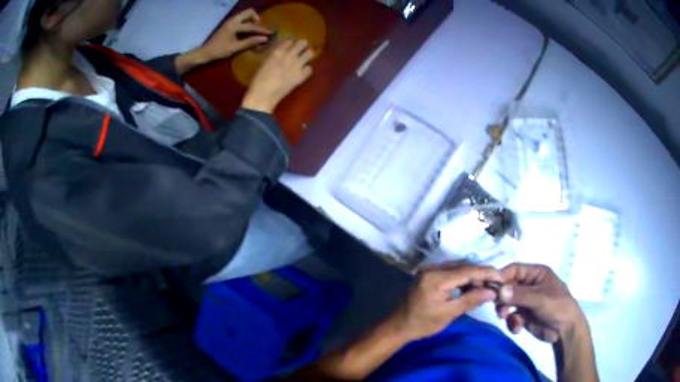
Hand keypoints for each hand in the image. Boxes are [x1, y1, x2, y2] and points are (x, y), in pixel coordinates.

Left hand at [200, 9, 270, 61]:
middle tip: (259, 28)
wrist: (206, 52)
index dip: (262, 30)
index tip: (271, 33)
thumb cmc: (219, 51)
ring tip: (254, 30)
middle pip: (249, 12)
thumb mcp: (235, 48)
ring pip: (245, 14)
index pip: (252, 26)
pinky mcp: (229, 24)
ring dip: (252, 20)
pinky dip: (247, 22)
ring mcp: (230, 21)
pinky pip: (242, 18)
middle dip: (257, 19)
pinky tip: (248, 31)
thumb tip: (265, 39)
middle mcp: (233, 20)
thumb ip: (250, 42)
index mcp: (234, 25)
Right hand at [241, 40, 313, 112]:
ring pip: (310, 53)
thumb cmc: (259, 80)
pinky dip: (307, 70)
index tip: (290, 47)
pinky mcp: (301, 76)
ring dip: (307, 56)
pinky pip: (310, 68)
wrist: (263, 95)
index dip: (291, 44)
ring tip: (304, 60)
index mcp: (278, 52)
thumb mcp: (265, 62)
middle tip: (300, 51)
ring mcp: (297, 65)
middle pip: (303, 43)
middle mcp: (289, 55)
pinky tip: (302, 72)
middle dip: (303, 46)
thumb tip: (282, 53)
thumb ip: (275, 56)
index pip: (290, 41)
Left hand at [392, 264, 502, 340]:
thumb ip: (471, 300)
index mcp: (436, 277)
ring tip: (487, 287)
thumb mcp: (448, 314)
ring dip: (473, 276)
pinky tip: (472, 287)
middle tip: (496, 284)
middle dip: (482, 274)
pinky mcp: (430, 274)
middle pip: (464, 266)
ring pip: (459, 268)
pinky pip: (452, 272)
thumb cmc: (422, 324)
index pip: (467, 270)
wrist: (398, 326)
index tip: (502, 277)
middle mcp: (433, 268)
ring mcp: (430, 270)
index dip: (487, 272)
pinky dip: (463, 278)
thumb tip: (492, 291)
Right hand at [496, 263, 585, 342]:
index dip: (501, 277)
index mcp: (536, 273)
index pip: (514, 270)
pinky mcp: (524, 315)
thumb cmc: (557, 306)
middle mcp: (529, 285)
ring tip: (508, 319)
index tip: (489, 288)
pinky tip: (517, 328)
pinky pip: (511, 316)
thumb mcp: (540, 299)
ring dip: (505, 311)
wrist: (565, 330)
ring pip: (507, 302)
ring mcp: (526, 300)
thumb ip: (519, 294)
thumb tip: (499, 290)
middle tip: (499, 309)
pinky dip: (511, 322)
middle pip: (507, 286)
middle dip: (502, 298)